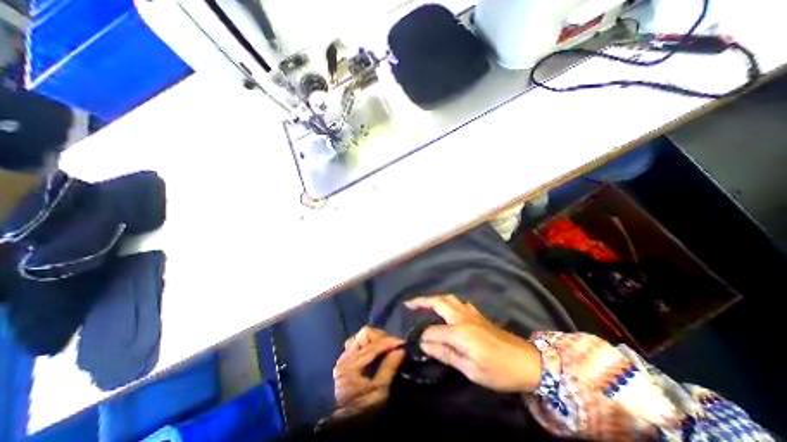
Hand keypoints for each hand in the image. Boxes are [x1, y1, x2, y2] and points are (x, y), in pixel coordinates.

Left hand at [332, 326, 405, 416]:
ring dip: (375, 338)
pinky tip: (377, 350)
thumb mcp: (379, 391)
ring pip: (361, 336)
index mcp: (350, 365)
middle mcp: (345, 357)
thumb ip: (389, 368)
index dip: (388, 342)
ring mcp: (344, 357)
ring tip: (386, 347)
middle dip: (381, 337)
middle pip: (365, 334)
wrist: (349, 423)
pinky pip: (358, 342)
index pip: (372, 346)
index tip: (402, 342)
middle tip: (393, 345)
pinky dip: (369, 342)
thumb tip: (401, 350)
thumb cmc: (364, 409)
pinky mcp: (346, 359)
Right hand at [406, 295, 541, 390]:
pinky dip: (448, 302)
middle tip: (409, 304)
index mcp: (459, 331)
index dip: (424, 337)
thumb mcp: (470, 369)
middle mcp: (462, 317)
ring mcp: (471, 313)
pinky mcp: (477, 314)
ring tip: (425, 305)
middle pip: (438, 302)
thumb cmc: (498, 370)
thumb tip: (424, 344)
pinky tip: (447, 310)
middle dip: (422, 301)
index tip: (417, 344)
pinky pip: (458, 302)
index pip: (433, 330)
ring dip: (434, 299)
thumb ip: (446, 354)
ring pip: (448, 298)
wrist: (527, 362)